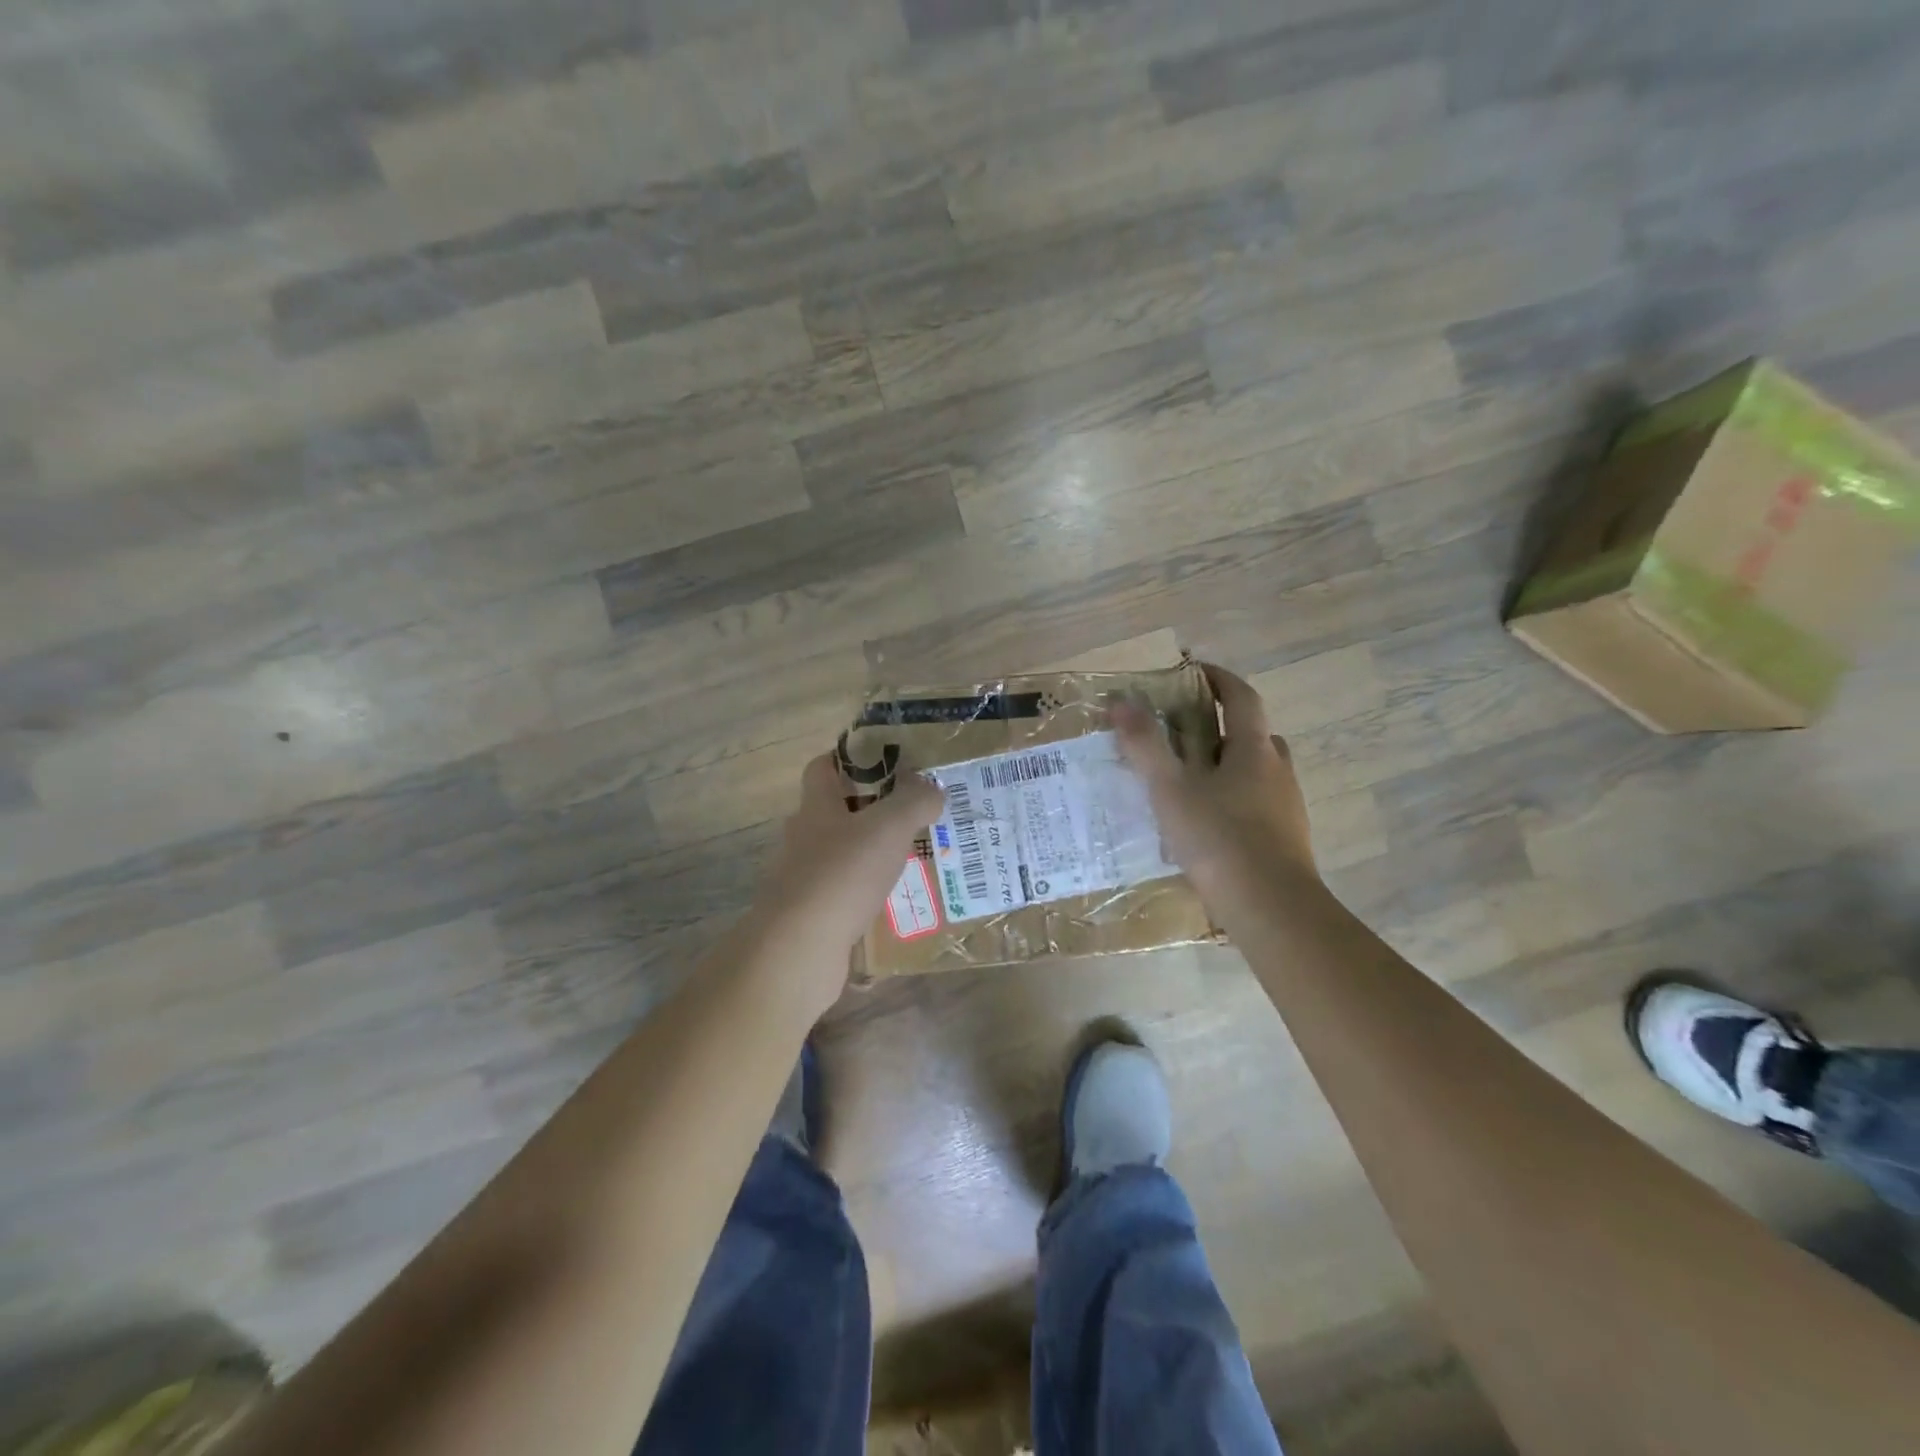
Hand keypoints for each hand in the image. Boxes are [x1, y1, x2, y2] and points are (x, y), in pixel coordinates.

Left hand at [744, 754, 943, 1015]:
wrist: (798, 949)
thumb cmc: (842, 875)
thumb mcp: (889, 827)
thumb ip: (914, 801)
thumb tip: (932, 788)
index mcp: (816, 808)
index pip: (823, 768)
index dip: (849, 759)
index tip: (884, 763)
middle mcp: (804, 838)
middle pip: (835, 813)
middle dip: (872, 812)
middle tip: (912, 816)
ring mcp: (803, 879)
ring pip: (842, 857)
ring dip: (872, 856)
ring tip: (913, 861)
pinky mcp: (810, 916)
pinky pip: (845, 896)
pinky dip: (868, 896)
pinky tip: (897, 905)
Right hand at [1111, 664, 1317, 901]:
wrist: (1270, 907)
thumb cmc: (1218, 838)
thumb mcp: (1170, 789)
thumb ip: (1144, 744)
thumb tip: (1120, 700)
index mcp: (1253, 749)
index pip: (1241, 697)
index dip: (1219, 679)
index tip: (1196, 671)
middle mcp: (1277, 771)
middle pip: (1253, 735)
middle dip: (1222, 727)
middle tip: (1185, 736)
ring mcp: (1286, 807)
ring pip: (1257, 772)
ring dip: (1228, 767)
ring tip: (1191, 784)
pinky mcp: (1285, 839)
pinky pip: (1257, 805)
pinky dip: (1234, 801)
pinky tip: (1207, 826)